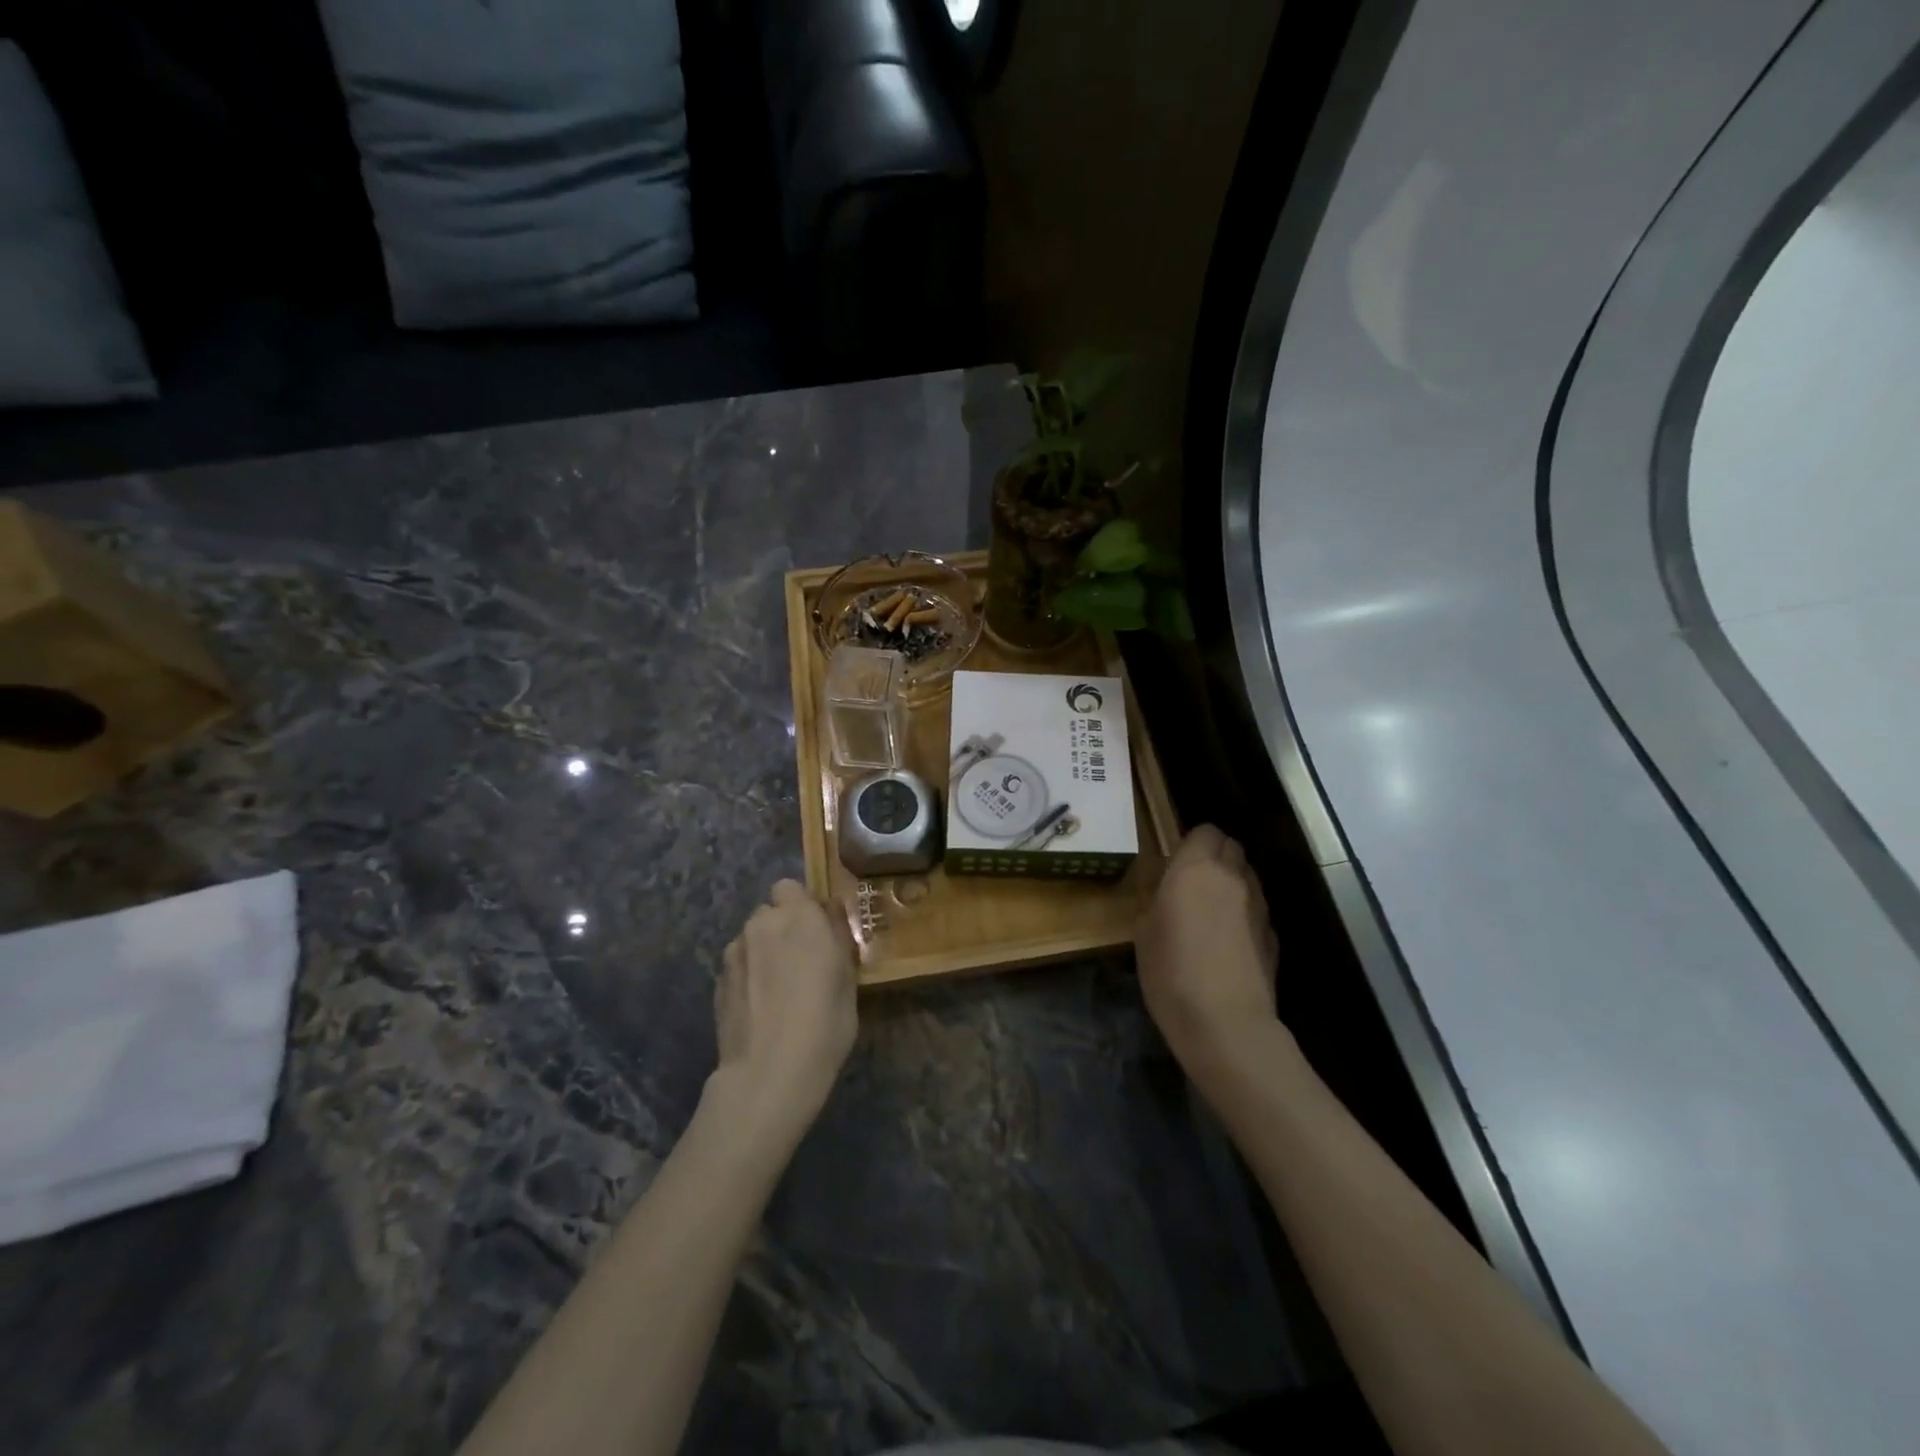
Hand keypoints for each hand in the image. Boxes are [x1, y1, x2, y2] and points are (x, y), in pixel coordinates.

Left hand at [712, 880, 858, 1134]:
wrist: (768, 1073)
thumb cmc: (824, 1024)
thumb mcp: (848, 979)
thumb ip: (837, 936)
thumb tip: (830, 910)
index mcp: (800, 917)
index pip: (790, 887)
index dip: (801, 906)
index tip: (815, 931)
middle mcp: (763, 924)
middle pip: (769, 913)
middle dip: (782, 928)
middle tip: (800, 962)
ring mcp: (734, 952)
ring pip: (751, 939)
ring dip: (763, 952)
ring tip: (777, 990)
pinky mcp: (717, 981)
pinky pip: (738, 965)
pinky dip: (748, 976)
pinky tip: (760, 1007)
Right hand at [1135, 826, 1279, 1082]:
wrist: (1226, 1023)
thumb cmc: (1171, 971)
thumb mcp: (1143, 931)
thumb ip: (1157, 898)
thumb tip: (1166, 891)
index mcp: (1196, 868)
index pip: (1204, 831)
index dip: (1191, 842)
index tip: (1174, 862)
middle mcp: (1232, 877)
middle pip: (1230, 847)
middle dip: (1213, 856)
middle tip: (1190, 882)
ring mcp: (1258, 905)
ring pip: (1246, 876)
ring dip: (1229, 883)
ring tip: (1209, 912)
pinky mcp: (1273, 934)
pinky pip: (1255, 908)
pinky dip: (1242, 913)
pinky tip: (1226, 942)